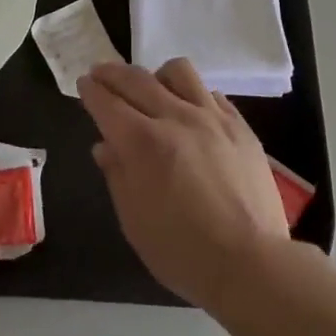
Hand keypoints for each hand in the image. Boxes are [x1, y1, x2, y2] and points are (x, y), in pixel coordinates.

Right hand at [79, 60, 290, 312]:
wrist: (251, 263)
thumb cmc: (183, 252)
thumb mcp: (134, 222)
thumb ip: (117, 176)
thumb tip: (105, 146)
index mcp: (143, 143)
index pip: (108, 103)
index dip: (92, 90)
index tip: (84, 83)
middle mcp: (175, 117)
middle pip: (137, 79)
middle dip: (113, 73)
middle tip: (101, 73)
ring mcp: (211, 117)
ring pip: (178, 72)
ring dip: (156, 75)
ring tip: (153, 88)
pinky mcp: (239, 125)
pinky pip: (210, 93)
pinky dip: (193, 95)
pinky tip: (190, 110)